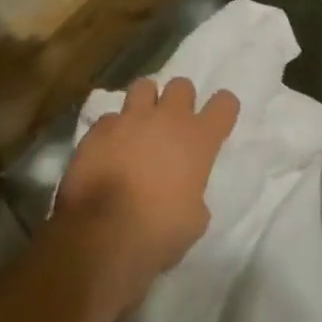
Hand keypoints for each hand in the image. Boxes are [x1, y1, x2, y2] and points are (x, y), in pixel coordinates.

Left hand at [51, 77, 239, 313]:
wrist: (103, 235)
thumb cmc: (160, 231)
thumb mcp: (195, 218)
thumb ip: (194, 193)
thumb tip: (183, 192)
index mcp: (199, 139)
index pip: (225, 103)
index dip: (223, 110)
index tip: (217, 122)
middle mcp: (167, 119)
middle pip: (182, 85)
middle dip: (180, 101)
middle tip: (173, 125)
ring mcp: (129, 120)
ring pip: (143, 87)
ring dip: (145, 103)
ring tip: (139, 126)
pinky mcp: (96, 131)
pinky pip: (109, 119)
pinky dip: (112, 131)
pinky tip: (107, 151)